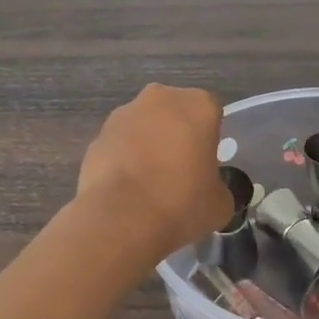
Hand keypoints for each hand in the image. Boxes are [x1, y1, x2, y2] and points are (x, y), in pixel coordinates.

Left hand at [77, 84, 231, 262]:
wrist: (121, 219)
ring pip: (144, 126)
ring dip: (148, 144)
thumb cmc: (181, 203)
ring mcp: (124, 114)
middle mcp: (160, 98)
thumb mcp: (220, 203)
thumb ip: (218, 187)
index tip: (206, 165)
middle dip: (177, 135)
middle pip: (175, 113)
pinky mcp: (97, 135)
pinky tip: (126, 189)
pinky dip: (124, 159)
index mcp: (198, 105)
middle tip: (179, 171)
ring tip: (149, 184)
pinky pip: (120, 145)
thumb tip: (208, 190)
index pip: (212, 114)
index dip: (210, 140)